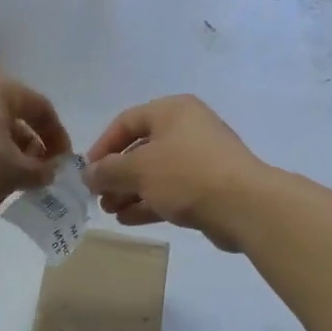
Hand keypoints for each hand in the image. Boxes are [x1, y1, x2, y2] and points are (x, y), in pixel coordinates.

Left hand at [0, 67, 72, 225]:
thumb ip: (42, 170)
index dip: (58, 137)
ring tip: (13, 175)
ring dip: (5, 146)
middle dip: (29, 141)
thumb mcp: (16, 174)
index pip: (39, 107)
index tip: (64, 163)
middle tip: (39, 169)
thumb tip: (50, 172)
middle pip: (10, 111)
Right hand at [83, 96, 265, 251]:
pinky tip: (128, 219)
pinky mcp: (208, 188)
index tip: (88, 171)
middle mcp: (187, 129)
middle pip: (141, 149)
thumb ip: (108, 171)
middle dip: (116, 174)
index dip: (103, 146)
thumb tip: (88, 175)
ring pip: (155, 173)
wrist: (244, 205)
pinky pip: (171, 191)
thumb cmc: (186, 175)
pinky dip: (149, 203)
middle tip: (98, 197)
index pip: (126, 121)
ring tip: (109, 211)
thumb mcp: (138, 169)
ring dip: (129, 192)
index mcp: (172, 111)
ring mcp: (200, 160)